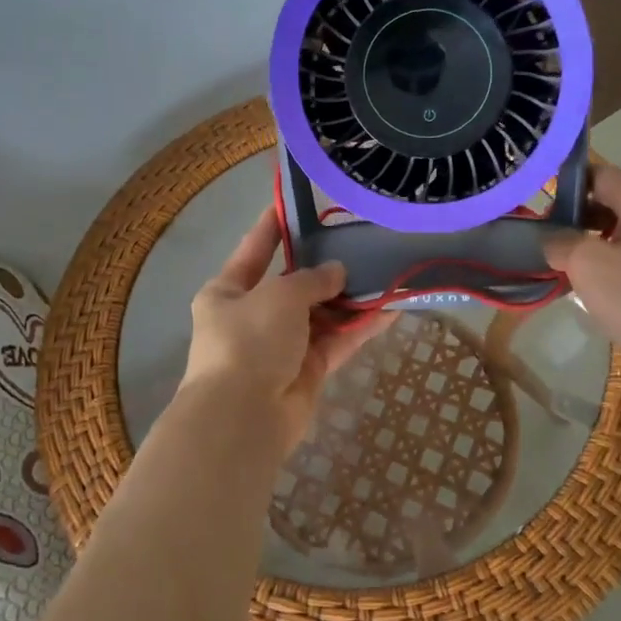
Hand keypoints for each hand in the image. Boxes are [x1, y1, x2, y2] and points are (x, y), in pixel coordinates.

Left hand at [181, 207, 382, 450]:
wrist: (244, 416)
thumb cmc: (249, 341)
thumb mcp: (278, 295)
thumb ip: (311, 278)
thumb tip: (337, 272)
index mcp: (228, 291)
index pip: (254, 249)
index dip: (274, 226)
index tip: (293, 204)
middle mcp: (253, 316)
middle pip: (294, 284)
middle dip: (326, 267)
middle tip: (360, 241)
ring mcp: (282, 345)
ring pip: (322, 314)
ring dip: (350, 298)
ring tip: (386, 271)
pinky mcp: (308, 370)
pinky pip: (338, 340)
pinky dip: (361, 326)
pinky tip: (392, 309)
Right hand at [545, 164, 620, 398]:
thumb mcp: (587, 262)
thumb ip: (560, 242)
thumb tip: (550, 239)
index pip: (596, 174)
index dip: (561, 186)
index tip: (532, 209)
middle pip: (605, 204)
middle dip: (570, 221)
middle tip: (538, 242)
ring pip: (614, 237)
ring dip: (585, 250)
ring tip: (554, 268)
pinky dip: (604, 273)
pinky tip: (583, 293)